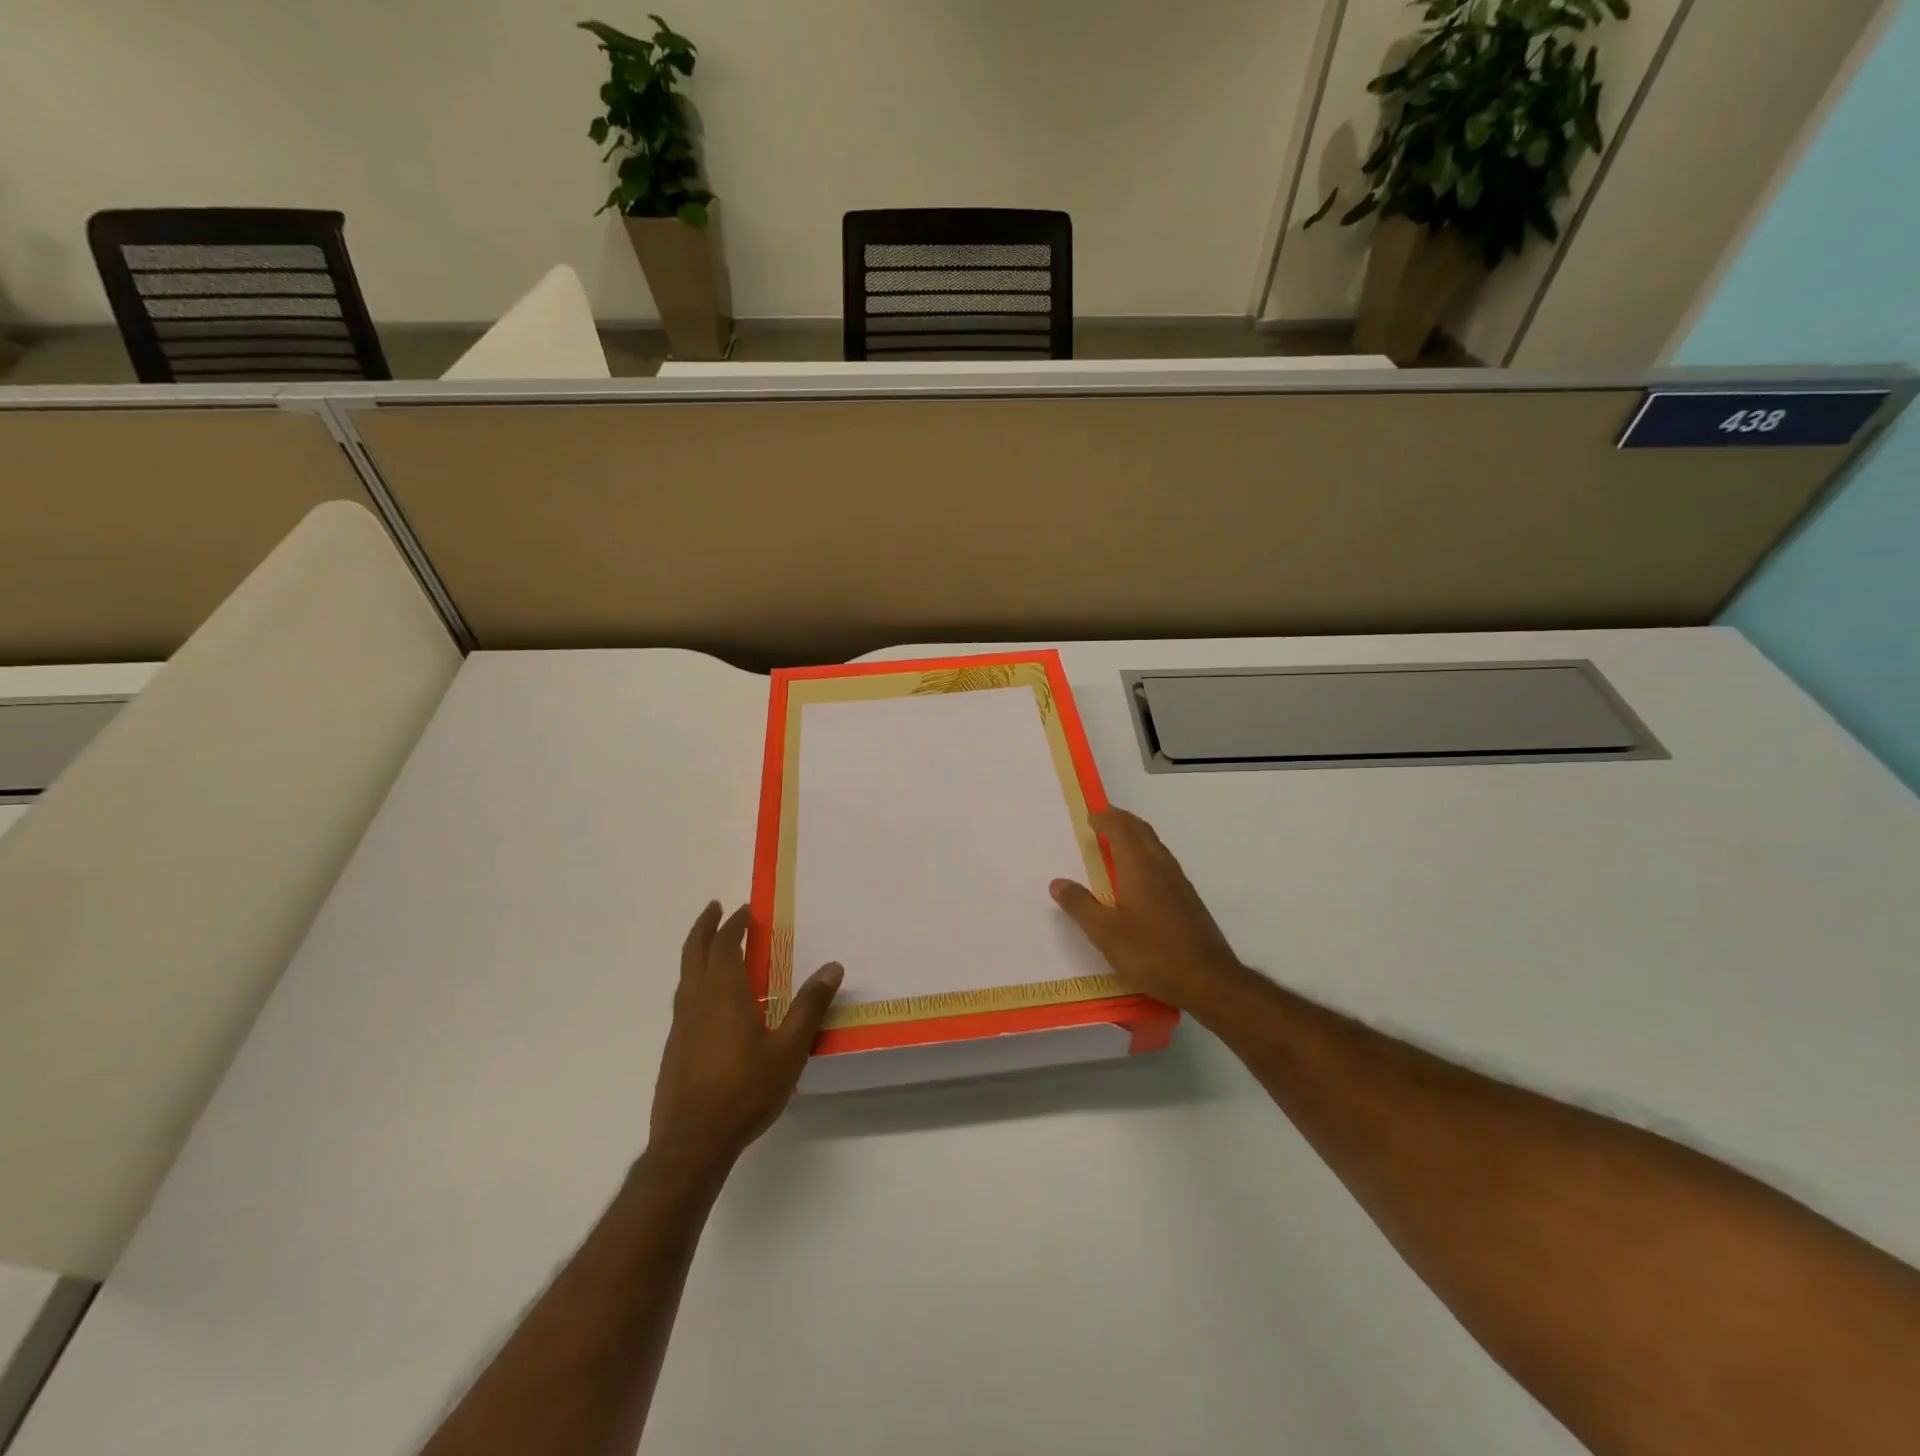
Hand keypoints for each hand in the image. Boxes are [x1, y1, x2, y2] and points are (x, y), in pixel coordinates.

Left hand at [649, 902, 841, 1179]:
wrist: (691, 1142)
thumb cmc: (744, 1091)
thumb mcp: (789, 1050)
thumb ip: (809, 1007)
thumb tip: (833, 967)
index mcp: (723, 994)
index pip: (725, 945)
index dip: (734, 925)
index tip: (744, 910)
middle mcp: (696, 1001)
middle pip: (694, 952)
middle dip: (704, 927)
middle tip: (715, 908)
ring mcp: (680, 1025)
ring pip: (685, 975)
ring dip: (697, 952)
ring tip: (714, 948)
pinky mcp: (674, 1047)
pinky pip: (684, 998)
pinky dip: (695, 980)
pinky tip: (710, 1000)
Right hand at [1050, 808, 1247, 1012]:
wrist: (1208, 979)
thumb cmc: (1151, 952)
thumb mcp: (1105, 933)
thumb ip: (1080, 905)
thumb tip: (1058, 883)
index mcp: (1139, 867)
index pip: (1121, 829)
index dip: (1105, 819)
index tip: (1090, 815)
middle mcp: (1161, 867)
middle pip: (1142, 831)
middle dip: (1122, 820)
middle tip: (1103, 819)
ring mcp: (1179, 882)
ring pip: (1155, 846)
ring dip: (1136, 836)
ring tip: (1118, 842)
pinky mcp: (1188, 899)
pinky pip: (1163, 862)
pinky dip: (1146, 854)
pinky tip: (1141, 876)